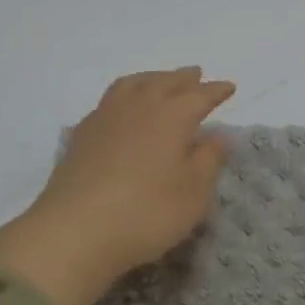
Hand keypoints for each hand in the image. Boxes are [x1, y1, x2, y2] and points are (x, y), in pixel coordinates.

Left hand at [0, 67, 235, 304]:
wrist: (75, 230)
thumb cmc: (146, 214)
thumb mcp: (192, 195)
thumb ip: (208, 161)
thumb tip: (218, 136)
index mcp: (171, 117)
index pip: (199, 96)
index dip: (215, 91)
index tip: (229, 86)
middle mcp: (138, 107)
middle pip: (164, 83)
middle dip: (183, 78)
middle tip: (195, 74)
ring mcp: (105, 117)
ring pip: (132, 85)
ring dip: (151, 78)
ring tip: (159, 81)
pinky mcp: (81, 134)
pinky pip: (108, 101)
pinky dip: (124, 96)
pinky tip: (122, 108)